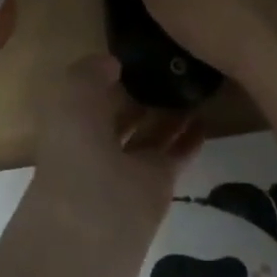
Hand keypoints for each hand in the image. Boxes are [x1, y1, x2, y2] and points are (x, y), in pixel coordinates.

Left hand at [30, 55, 202, 233]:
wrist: (96, 222)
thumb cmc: (76, 150)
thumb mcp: (72, 97)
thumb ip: (90, 73)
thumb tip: (112, 63)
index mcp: (68, 124)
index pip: (88, 95)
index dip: (105, 75)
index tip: (132, 53)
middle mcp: (96, 144)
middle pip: (121, 114)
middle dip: (138, 93)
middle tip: (168, 65)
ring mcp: (129, 165)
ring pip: (151, 133)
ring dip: (170, 112)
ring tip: (194, 83)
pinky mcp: (159, 182)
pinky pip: (177, 153)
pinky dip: (191, 137)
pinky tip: (207, 115)